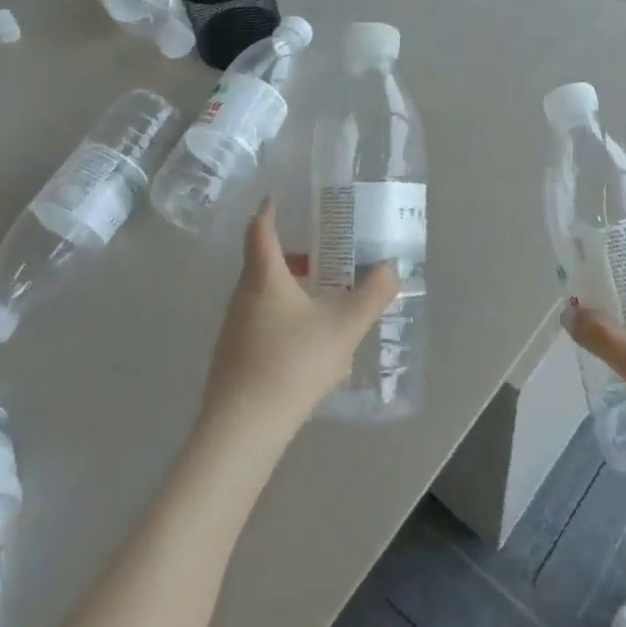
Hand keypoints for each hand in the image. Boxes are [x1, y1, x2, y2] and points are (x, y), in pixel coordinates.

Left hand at [199, 200, 400, 440]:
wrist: (243, 428)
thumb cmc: (293, 363)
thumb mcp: (344, 328)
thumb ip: (372, 296)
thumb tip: (392, 268)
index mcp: (265, 278)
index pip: (260, 230)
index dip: (269, 211)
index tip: (278, 198)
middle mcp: (243, 296)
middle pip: (262, 263)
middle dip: (291, 254)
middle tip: (322, 251)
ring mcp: (233, 329)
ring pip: (262, 297)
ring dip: (289, 290)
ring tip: (322, 299)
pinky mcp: (233, 358)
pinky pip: (261, 324)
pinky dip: (283, 320)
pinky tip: (309, 346)